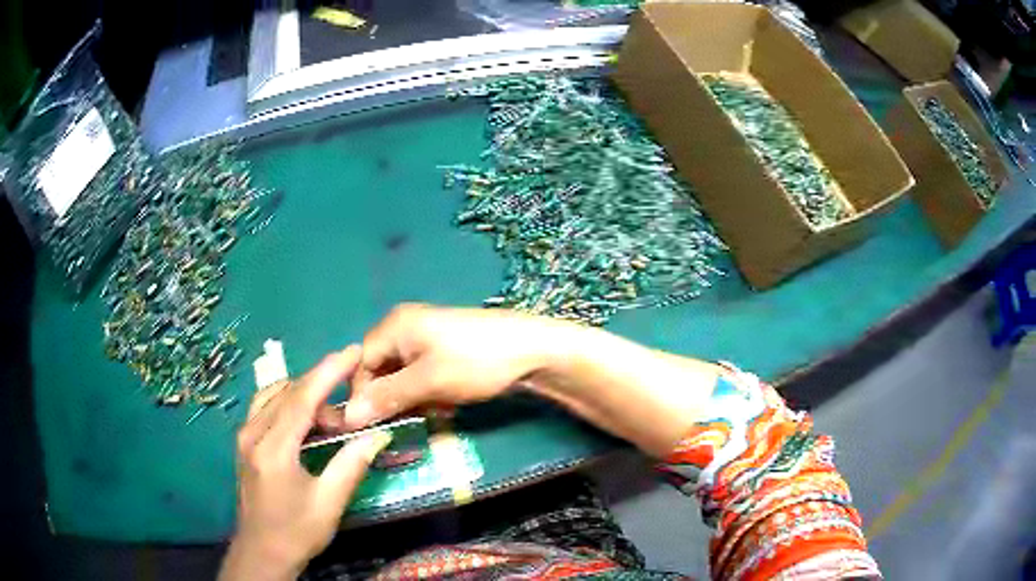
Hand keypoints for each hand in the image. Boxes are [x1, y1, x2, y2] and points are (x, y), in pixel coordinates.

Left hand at [220, 346, 392, 580]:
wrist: (262, 552)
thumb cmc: (297, 531)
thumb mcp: (329, 503)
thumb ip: (351, 465)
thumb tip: (377, 435)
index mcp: (273, 449)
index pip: (301, 398)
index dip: (328, 372)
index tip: (352, 352)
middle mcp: (253, 434)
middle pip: (287, 393)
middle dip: (321, 389)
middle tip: (349, 411)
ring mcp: (244, 436)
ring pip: (274, 396)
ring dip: (303, 396)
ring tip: (330, 418)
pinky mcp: (244, 443)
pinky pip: (266, 408)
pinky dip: (289, 404)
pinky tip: (305, 421)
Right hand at [344, 304, 719, 456]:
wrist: (532, 350)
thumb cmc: (475, 361)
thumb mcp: (427, 382)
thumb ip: (386, 398)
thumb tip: (348, 418)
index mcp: (395, 326)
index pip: (361, 364)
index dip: (362, 396)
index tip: (370, 426)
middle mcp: (406, 327)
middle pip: (381, 369)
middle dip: (391, 398)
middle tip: (404, 422)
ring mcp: (427, 337)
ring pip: (403, 375)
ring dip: (412, 398)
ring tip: (431, 412)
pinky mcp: (446, 349)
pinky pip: (423, 374)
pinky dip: (428, 392)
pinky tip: (445, 405)